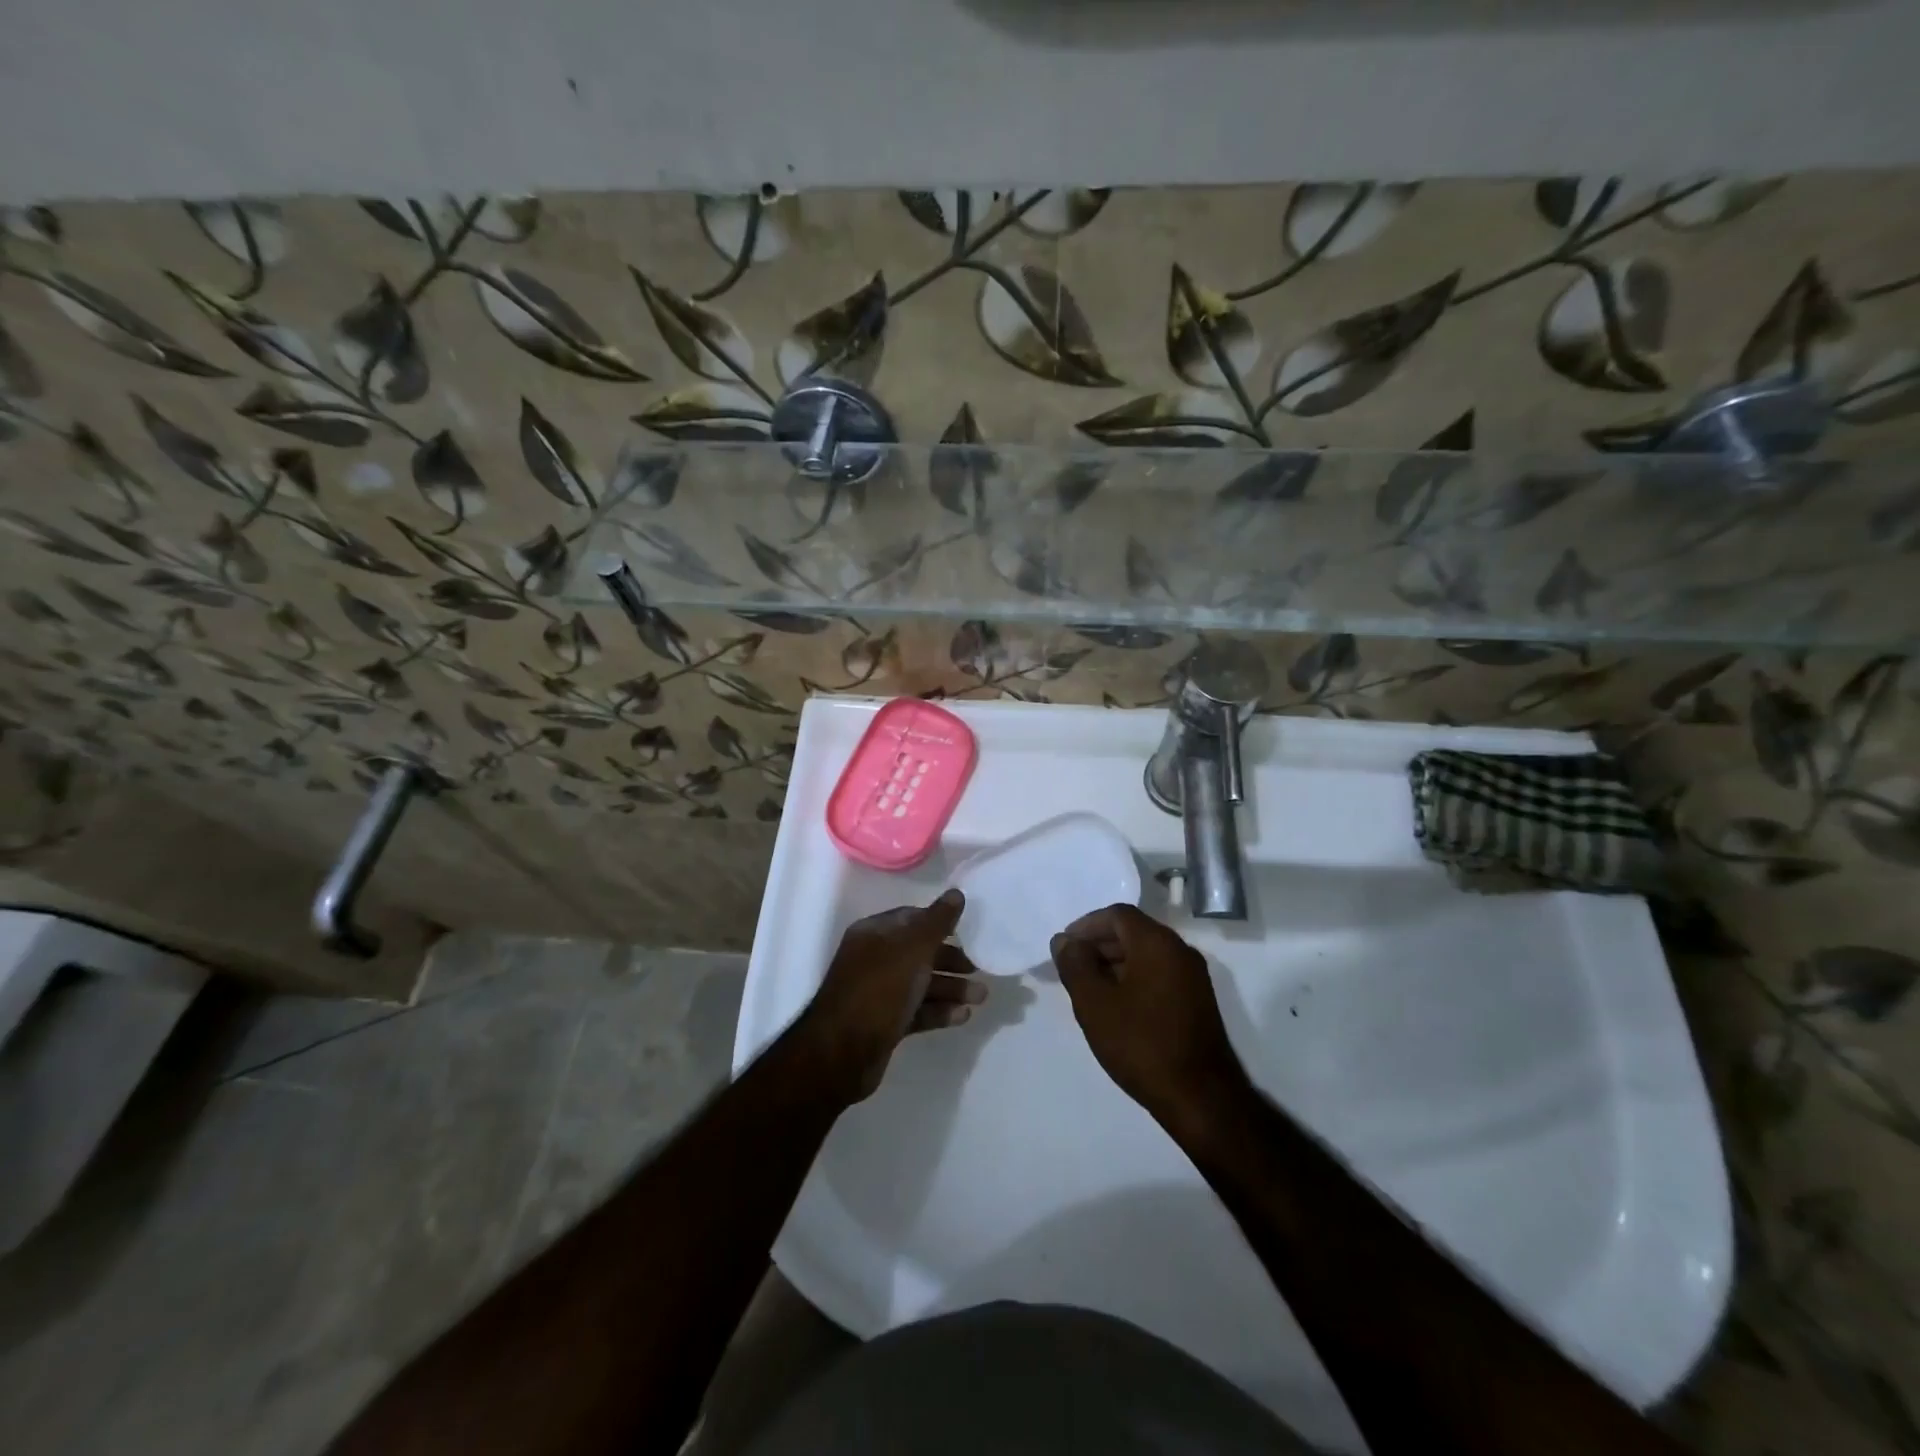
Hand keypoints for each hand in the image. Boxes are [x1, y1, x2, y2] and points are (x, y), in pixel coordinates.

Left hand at [797, 888, 983, 1102]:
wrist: (843, 1053)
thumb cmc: (879, 989)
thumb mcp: (913, 949)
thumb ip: (937, 922)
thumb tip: (957, 893)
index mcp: (874, 933)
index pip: (912, 918)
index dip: (940, 921)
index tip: (969, 930)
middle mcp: (874, 958)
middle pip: (919, 952)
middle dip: (950, 959)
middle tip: (979, 968)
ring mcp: (878, 992)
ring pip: (920, 983)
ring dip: (951, 987)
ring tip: (981, 997)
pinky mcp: (884, 1022)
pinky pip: (916, 1009)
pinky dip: (939, 1010)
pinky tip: (963, 1016)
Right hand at [1050, 904, 1247, 1129]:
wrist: (1200, 1097)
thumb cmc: (1141, 1043)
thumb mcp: (1094, 1003)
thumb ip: (1075, 964)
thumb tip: (1065, 940)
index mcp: (1156, 942)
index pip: (1117, 914)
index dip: (1086, 925)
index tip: (1065, 947)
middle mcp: (1180, 950)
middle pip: (1133, 931)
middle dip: (1099, 944)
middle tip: (1073, 968)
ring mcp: (1193, 976)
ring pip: (1147, 954)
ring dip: (1116, 963)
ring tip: (1090, 989)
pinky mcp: (1198, 1000)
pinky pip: (1160, 973)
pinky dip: (1135, 978)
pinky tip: (1118, 1006)